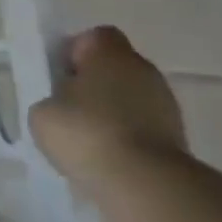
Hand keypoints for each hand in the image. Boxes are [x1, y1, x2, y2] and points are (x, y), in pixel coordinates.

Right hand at [30, 26, 188, 192]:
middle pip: (114, 67)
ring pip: (130, 98)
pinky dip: (127, 138)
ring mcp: (166, 104)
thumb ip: (51, 99)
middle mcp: (144, 70)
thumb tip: (64, 105)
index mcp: (110, 53)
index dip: (74, 52)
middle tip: (67, 108)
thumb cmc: (86, 133)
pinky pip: (143, 127)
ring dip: (111, 112)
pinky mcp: (178, 137)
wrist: (145, 184)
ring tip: (86, 140)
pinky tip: (107, 158)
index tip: (58, 76)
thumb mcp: (43, 112)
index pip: (93, 37)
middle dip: (92, 84)